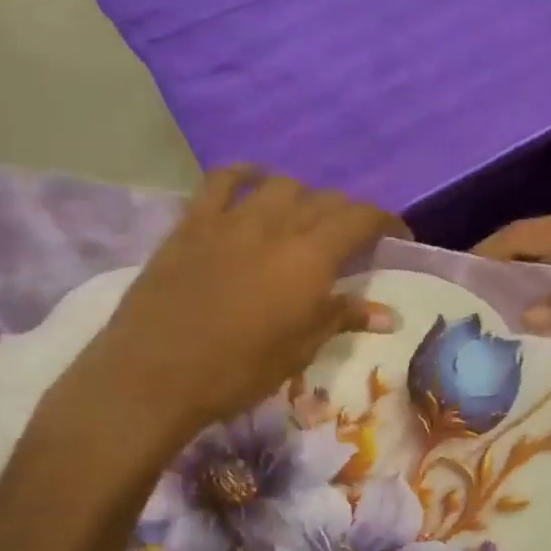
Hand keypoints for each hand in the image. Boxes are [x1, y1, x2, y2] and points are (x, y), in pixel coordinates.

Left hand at [35, 168, 402, 459]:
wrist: (155, 374)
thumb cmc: (237, 372)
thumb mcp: (298, 350)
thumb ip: (341, 318)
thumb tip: (388, 314)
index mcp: (310, 258)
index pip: (361, 218)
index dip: (385, 221)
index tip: (396, 236)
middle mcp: (276, 225)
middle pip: (325, 200)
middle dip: (346, 214)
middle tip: (350, 239)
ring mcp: (231, 218)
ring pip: (280, 185)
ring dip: (302, 196)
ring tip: (303, 218)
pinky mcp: (192, 222)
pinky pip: (221, 180)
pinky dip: (245, 175)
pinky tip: (253, 183)